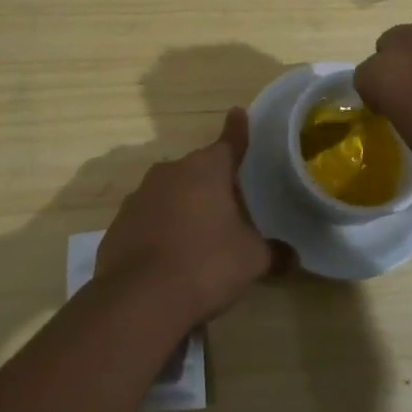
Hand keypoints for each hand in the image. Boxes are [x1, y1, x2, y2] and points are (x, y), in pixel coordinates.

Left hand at [96, 108, 281, 325]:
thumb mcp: (251, 260)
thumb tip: (292, 257)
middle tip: (231, 208)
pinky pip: (148, 219)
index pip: (229, 142)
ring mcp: (139, 196)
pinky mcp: (118, 224)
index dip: (238, 130)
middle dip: (213, 184)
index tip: (238, 112)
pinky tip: (169, 258)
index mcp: (206, 169)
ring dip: (185, 207)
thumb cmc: (205, 264)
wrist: (138, 299)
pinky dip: (161, 230)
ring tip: (199, 239)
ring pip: (171, 194)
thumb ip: (273, 253)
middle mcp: (171, 172)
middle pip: (199, 171)